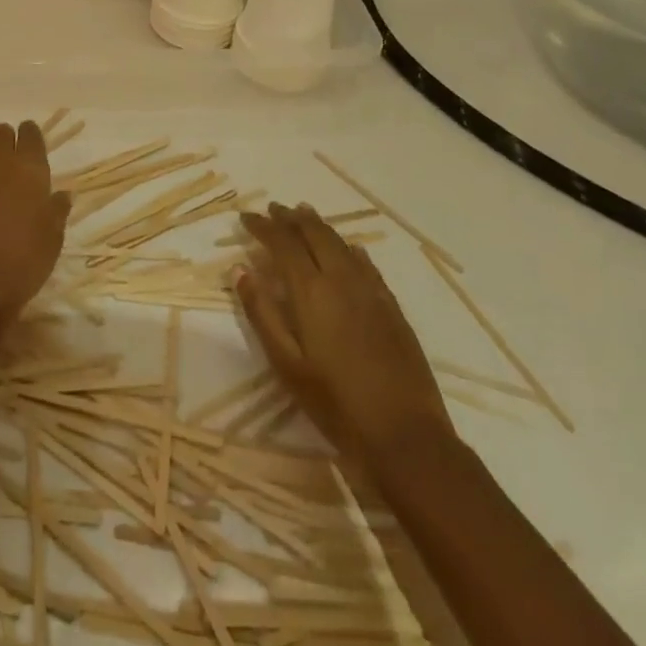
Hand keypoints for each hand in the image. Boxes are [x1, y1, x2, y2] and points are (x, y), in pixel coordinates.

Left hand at [0, 122, 71, 325]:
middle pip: (0, 133)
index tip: (31, 143)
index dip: (31, 135)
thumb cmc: (24, 262)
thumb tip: (62, 194)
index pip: (30, 134)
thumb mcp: (53, 238)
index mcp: (29, 170)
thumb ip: (57, 210)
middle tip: (9, 158)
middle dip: (6, 140)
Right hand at [237, 203, 453, 465]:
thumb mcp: (287, 364)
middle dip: (291, 218)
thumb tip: (240, 269)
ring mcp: (371, 290)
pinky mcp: (392, 306)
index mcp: (312, 290)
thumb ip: (262, 313)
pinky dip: (349, 248)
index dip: (263, 226)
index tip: (245, 217)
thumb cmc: (336, 404)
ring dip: (318, 226)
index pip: (283, 243)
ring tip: (304, 214)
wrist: (406, 436)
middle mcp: (341, 279)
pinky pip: (366, 263)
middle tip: (274, 209)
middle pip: (314, 234)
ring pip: (340, 243)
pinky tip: (349, 249)